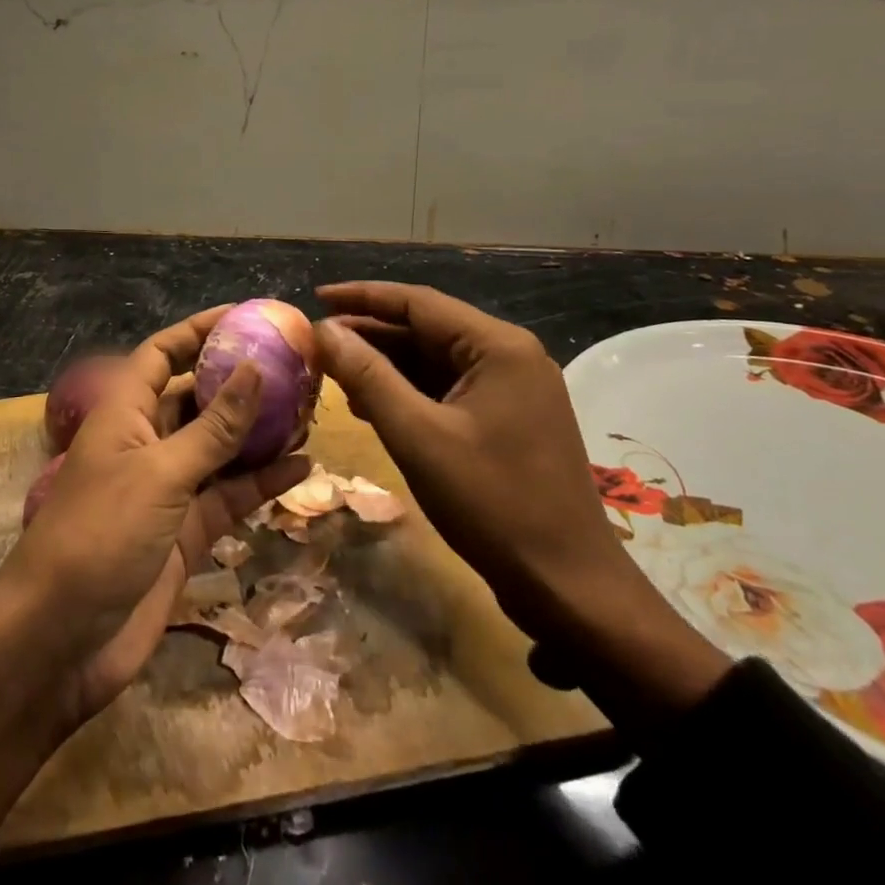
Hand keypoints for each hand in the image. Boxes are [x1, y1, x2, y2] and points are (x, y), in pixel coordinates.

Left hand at [0, 307, 308, 822]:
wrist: (60, 643)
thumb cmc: (100, 536)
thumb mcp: (160, 473)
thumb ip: (212, 427)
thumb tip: (254, 369)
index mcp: (124, 413)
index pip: (162, 354)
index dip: (198, 331)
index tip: (245, 316)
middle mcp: (146, 443)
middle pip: (197, 398)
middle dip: (240, 382)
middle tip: (295, 368)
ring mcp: (168, 490)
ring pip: (220, 448)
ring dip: (259, 432)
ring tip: (309, 412)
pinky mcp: (185, 533)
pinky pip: (229, 496)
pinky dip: (261, 482)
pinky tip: (302, 468)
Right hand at [314, 282, 730, 738]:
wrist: (568, 587)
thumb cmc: (492, 503)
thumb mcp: (417, 436)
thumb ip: (367, 376)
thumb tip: (324, 329)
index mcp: (498, 346)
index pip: (418, 302)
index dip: (361, 297)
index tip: (316, 298)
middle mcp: (509, 356)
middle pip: (426, 329)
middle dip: (370, 334)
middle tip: (317, 342)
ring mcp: (512, 389)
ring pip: (435, 361)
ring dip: (386, 365)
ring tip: (333, 373)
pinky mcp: (508, 420)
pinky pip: (448, 389)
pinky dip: (408, 392)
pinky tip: (371, 405)